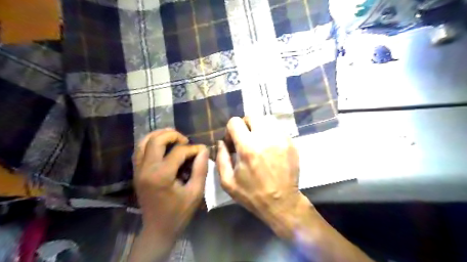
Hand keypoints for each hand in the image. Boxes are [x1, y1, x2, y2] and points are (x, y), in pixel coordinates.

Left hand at [135, 129, 208, 236]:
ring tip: (173, 136)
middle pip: (156, 140)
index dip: (193, 148)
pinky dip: (149, 142)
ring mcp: (138, 170)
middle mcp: (146, 169)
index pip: (178, 151)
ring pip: (143, 142)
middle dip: (173, 135)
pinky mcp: (136, 173)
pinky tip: (160, 144)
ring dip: (159, 135)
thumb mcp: (195, 192)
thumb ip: (200, 169)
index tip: (203, 150)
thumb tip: (204, 150)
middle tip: (185, 140)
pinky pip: (139, 150)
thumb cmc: (179, 213)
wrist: (158, 229)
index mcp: (162, 175)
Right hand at [214, 116, 302, 220]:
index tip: (232, 143)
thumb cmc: (252, 194)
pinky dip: (271, 133)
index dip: (229, 130)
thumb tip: (221, 142)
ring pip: (267, 119)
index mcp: (248, 147)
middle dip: (244, 125)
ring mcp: (281, 139)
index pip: (235, 122)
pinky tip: (269, 146)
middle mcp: (266, 138)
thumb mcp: (228, 182)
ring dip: (259, 127)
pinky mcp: (292, 143)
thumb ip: (221, 158)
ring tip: (258, 141)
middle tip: (244, 140)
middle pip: (252, 116)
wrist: (282, 203)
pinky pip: (278, 128)